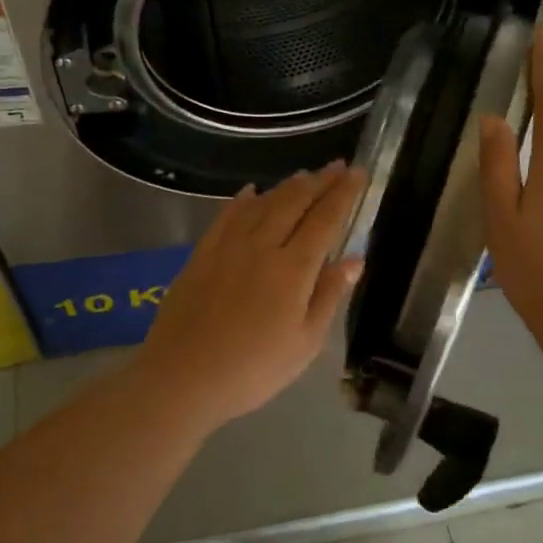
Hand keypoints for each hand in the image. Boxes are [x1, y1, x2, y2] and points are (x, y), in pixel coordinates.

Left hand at [132, 162, 367, 430]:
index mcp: (292, 269)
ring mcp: (227, 247)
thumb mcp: (305, 343)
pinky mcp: (201, 254)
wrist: (183, 377)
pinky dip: (243, 200)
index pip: (325, 219)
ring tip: (304, 175)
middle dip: (319, 181)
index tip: (359, 172)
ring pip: (261, 203)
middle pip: (294, 202)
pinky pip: (226, 216)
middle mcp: (261, 246)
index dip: (344, 193)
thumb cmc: (253, 370)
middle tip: (337, 166)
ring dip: (286, 186)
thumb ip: (329, 295)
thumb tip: (355, 258)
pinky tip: (250, 192)